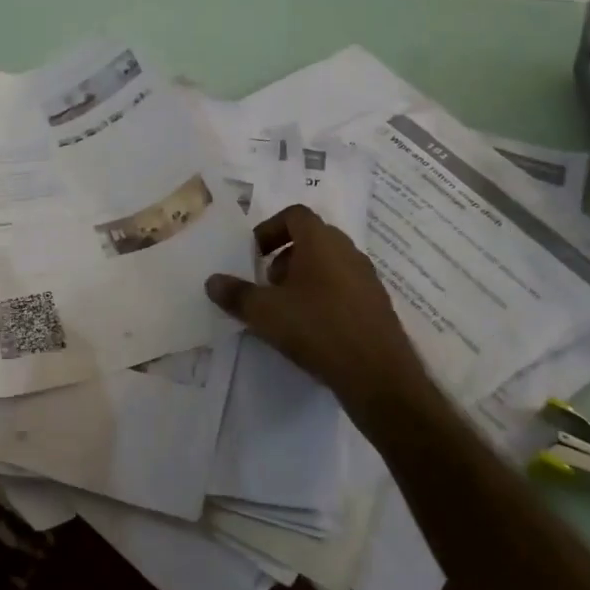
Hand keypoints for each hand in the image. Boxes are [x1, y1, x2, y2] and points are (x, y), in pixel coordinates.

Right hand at [205, 205, 432, 417]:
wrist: (378, 375)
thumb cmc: (317, 328)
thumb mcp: (264, 312)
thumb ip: (235, 294)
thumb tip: (212, 281)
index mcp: (322, 241)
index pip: (295, 215)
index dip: (270, 228)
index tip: (254, 254)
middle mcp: (348, 251)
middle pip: (312, 239)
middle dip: (284, 256)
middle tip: (267, 283)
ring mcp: (367, 278)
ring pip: (329, 264)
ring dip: (304, 277)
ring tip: (286, 309)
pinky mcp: (377, 306)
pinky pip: (344, 288)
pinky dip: (324, 296)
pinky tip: (311, 329)